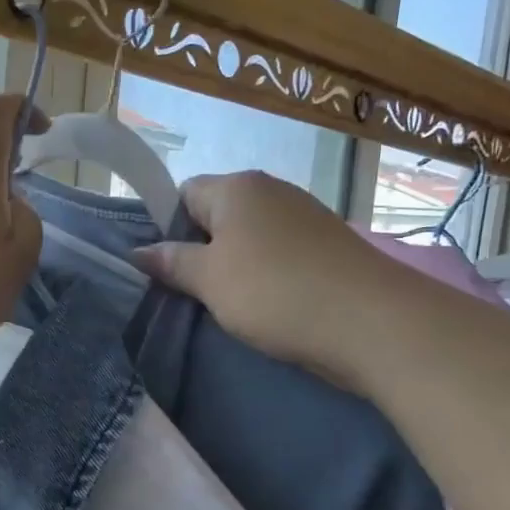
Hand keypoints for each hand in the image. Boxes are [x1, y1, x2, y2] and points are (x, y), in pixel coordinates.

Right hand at [133, 171, 405, 390]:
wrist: (371, 322)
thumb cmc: (274, 292)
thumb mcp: (210, 280)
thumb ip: (172, 262)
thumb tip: (138, 252)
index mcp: (236, 187)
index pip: (183, 194)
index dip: (167, 228)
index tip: (165, 268)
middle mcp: (271, 189)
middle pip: (217, 214)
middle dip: (200, 249)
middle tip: (191, 291)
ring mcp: (304, 214)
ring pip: (249, 237)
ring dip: (234, 266)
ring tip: (228, 303)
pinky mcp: (327, 244)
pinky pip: (279, 252)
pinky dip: (266, 274)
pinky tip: (267, 304)